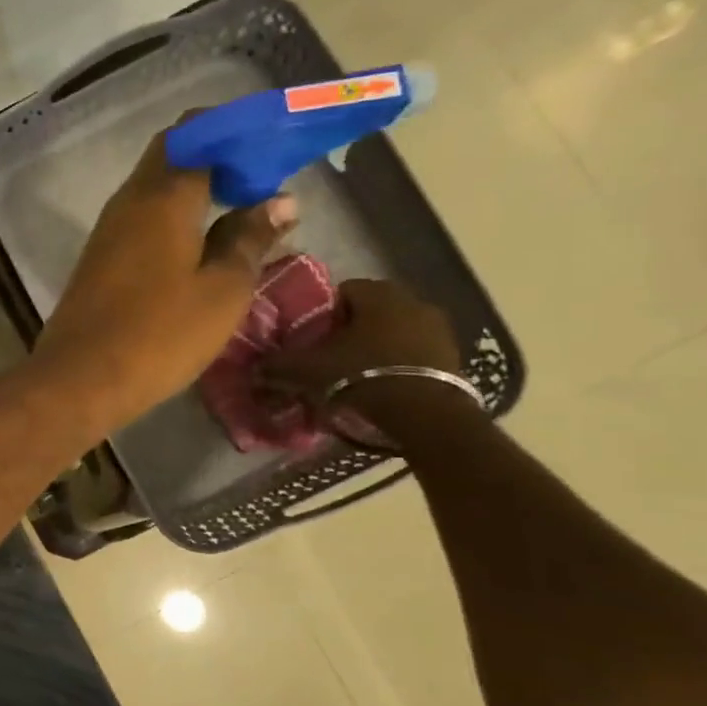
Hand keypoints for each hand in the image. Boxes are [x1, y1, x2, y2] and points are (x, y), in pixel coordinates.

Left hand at [30, 131, 295, 435]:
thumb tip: (279, 200)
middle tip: (263, 178)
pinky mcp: (99, 260)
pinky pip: (142, 219)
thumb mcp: (222, 290)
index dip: (237, 130)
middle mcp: (129, 201)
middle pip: (172, 155)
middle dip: (217, 156)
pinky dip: (174, 217)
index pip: (198, 132)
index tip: (275, 143)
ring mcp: (108, 231)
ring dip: (196, 188)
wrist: (80, 379)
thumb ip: (250, 239)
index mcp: (162, 196)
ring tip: (242, 208)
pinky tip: (202, 242)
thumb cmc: (159, 334)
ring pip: (155, 188)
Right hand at [259, 279, 475, 437]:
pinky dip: (398, 362)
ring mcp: (438, 326)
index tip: (313, 339)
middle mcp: (411, 300)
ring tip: (357, 373)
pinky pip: (415, 350)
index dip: (323, 314)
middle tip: (331, 357)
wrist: (426, 414)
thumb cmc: (362, 376)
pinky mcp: (453, 353)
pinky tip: (384, 384)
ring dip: (376, 345)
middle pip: (370, 310)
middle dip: (351, 330)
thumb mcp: (308, 370)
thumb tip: (253, 367)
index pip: (342, 291)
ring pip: (394, 330)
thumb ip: (277, 365)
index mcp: (377, 293)